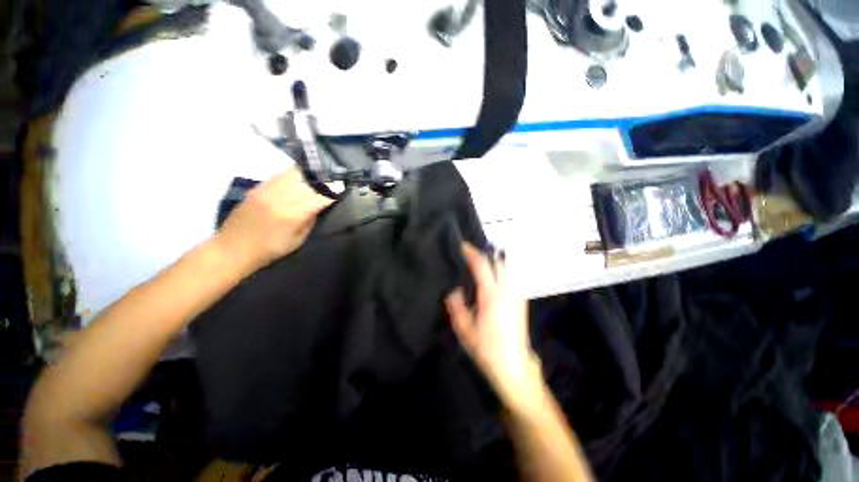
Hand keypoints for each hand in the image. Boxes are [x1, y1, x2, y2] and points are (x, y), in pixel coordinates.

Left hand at [215, 166, 332, 270]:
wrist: (232, 249)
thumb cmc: (269, 250)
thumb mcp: (297, 241)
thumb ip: (310, 221)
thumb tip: (318, 207)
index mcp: (292, 214)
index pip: (319, 197)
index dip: (331, 193)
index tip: (340, 191)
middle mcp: (280, 198)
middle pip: (307, 181)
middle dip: (322, 181)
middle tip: (331, 181)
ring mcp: (267, 190)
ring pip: (293, 174)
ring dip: (308, 175)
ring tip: (317, 176)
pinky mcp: (257, 188)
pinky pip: (279, 176)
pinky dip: (292, 175)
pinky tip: (298, 178)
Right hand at [445, 243, 542, 405]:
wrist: (514, 366)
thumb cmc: (487, 348)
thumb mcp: (464, 329)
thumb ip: (456, 306)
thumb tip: (454, 291)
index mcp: (491, 295)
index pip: (482, 265)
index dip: (471, 253)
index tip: (462, 246)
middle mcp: (507, 290)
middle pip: (497, 262)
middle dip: (483, 254)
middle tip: (469, 256)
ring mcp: (517, 294)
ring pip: (506, 268)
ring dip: (492, 262)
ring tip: (478, 266)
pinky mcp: (521, 300)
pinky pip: (510, 277)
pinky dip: (500, 271)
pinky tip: (491, 279)